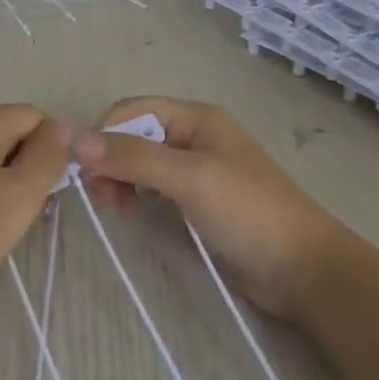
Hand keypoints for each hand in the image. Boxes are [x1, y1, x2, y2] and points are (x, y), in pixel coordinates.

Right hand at [71, 97, 342, 320]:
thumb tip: (75, 140)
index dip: (104, 133)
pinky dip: (137, 195)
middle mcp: (195, 136)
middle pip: (134, 135)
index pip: (132, 110)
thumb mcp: (188, 178)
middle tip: (101, 199)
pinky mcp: (199, 200)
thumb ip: (133, 157)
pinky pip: (155, 186)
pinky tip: (134, 214)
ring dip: (121, 179)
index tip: (83, 171)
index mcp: (196, 118)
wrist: (303, 269)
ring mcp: (198, 169)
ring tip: (117, 211)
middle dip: (111, 160)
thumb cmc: (248, 211)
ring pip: (141, 162)